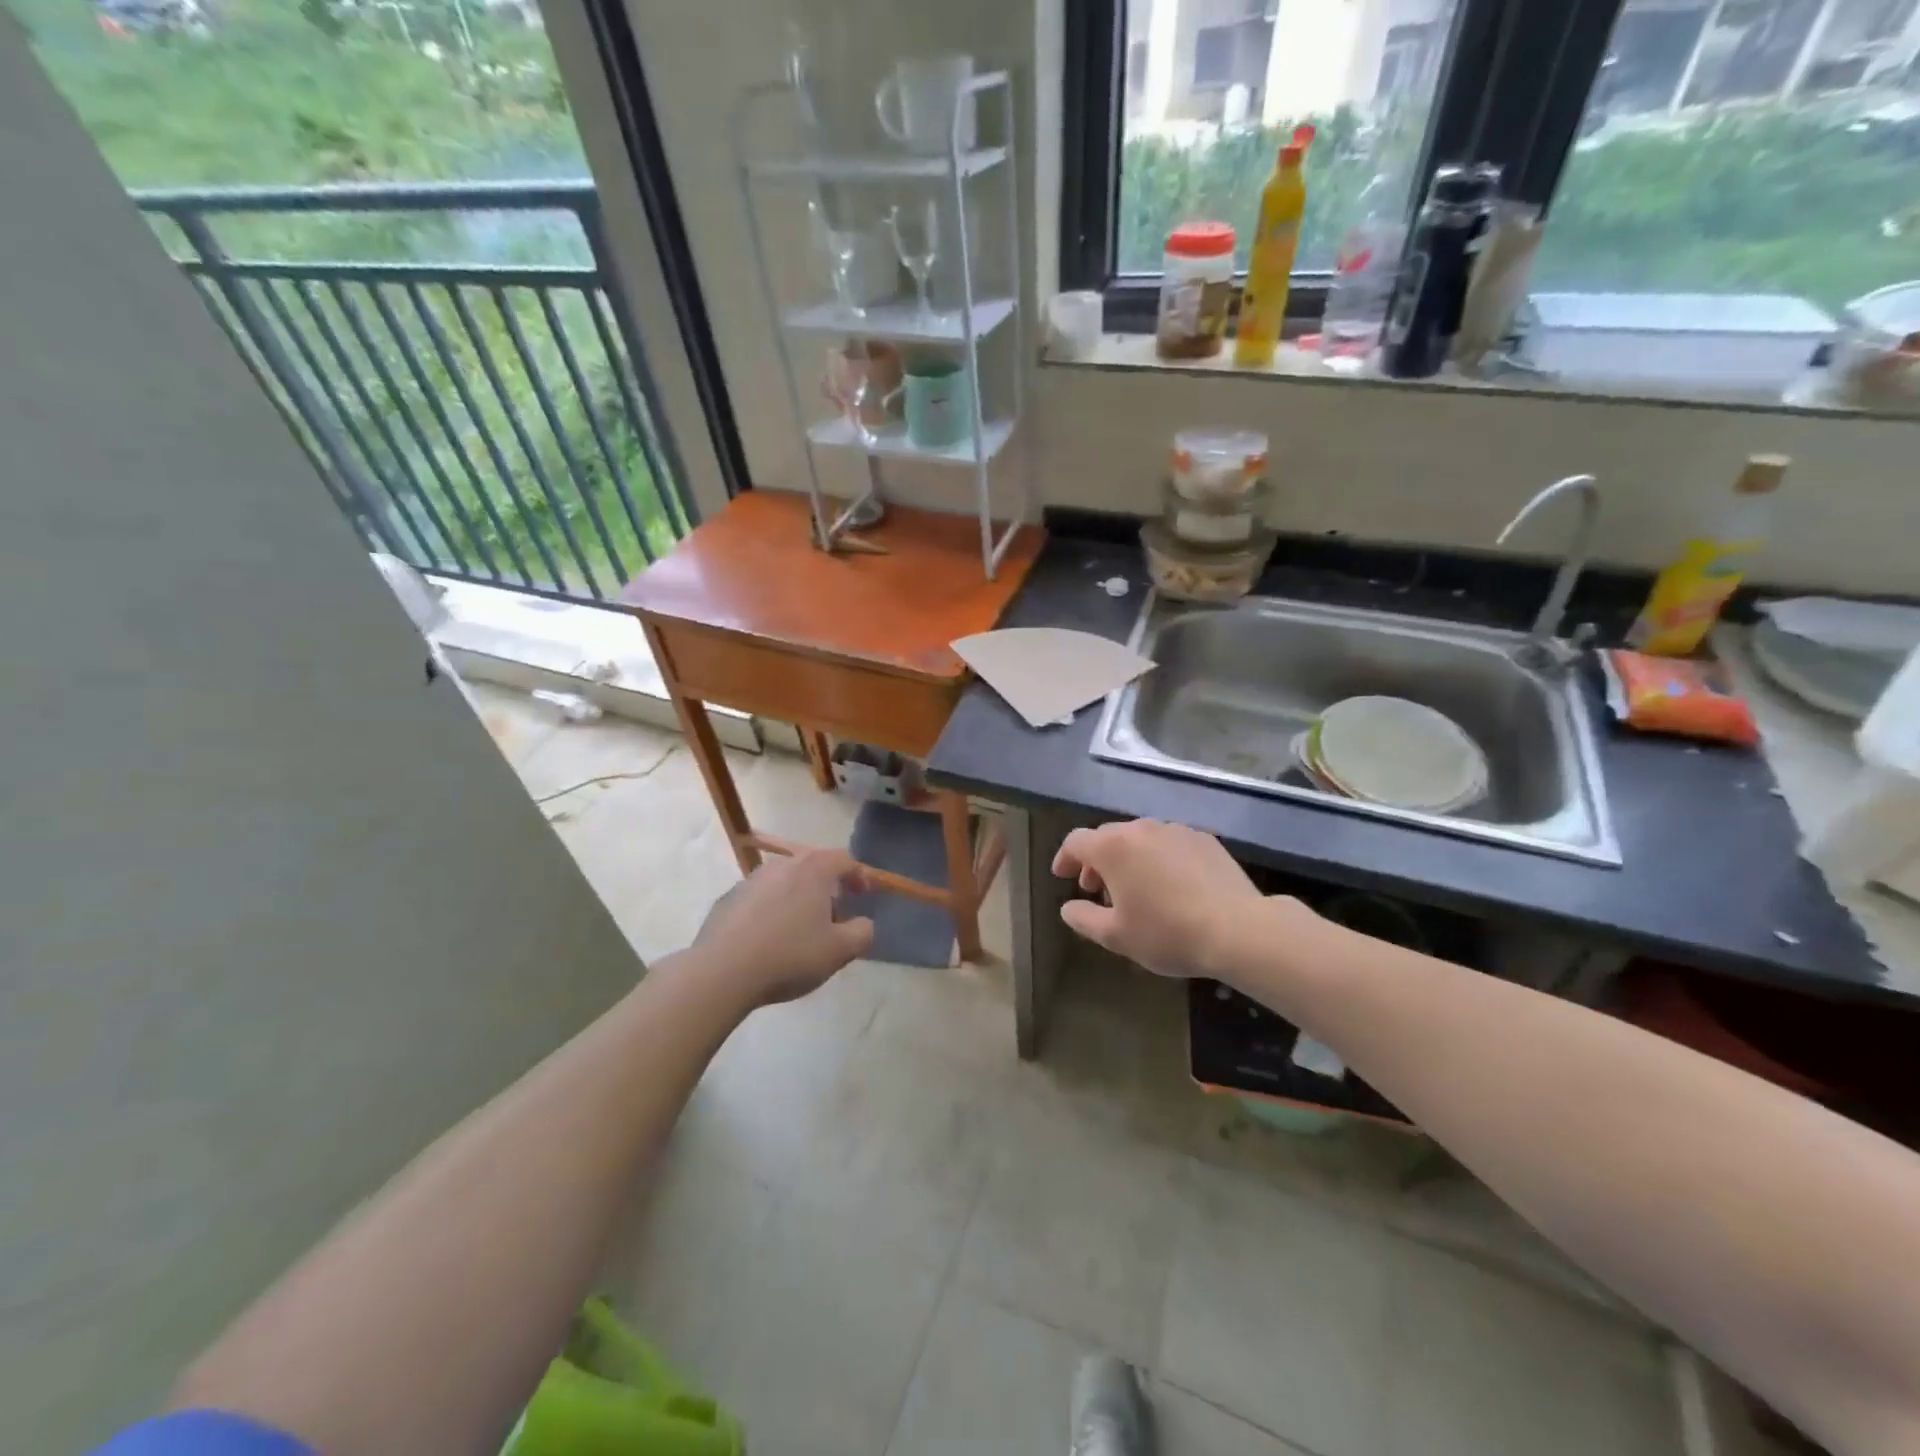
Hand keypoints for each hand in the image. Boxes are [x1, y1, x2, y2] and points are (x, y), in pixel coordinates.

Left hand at [688, 850, 874, 1006]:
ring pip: (784, 882)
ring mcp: (750, 880)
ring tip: (800, 930)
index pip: (844, 859)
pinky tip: (768, 940)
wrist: (721, 972)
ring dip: (797, 898)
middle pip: (813, 867)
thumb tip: (863, 923)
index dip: (859, 876)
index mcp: (812, 869)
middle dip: (828, 887)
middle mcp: (781, 865)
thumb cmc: (789, 956)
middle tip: (834, 915)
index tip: (864, 896)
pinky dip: (770, 911)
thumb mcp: (839, 951)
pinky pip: (759, 899)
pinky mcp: (727, 900)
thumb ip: (862, 933)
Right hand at [1051, 820, 1285, 982]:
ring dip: (1129, 859)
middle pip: (1108, 836)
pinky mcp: (1204, 839)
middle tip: (1097, 889)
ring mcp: (1176, 830)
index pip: (1076, 841)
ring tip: (1135, 890)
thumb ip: (1084, 918)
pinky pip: (1170, 844)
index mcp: (1113, 847)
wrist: (1238, 929)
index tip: (1063, 876)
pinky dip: (1159, 859)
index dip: (1065, 858)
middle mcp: (1141, 828)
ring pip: (1140, 838)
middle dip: (1096, 861)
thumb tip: (1068, 907)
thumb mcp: (1116, 936)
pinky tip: (1171, 886)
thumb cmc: (1167, 933)